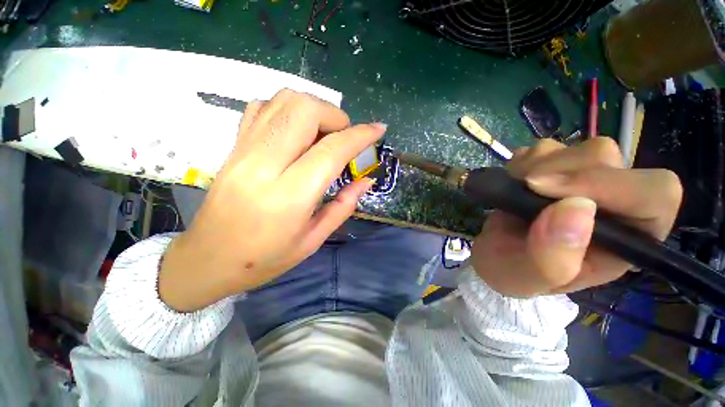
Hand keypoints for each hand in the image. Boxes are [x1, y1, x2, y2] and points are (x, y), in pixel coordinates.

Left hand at [159, 89, 384, 311]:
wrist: (207, 260)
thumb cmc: (264, 259)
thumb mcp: (313, 240)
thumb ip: (344, 206)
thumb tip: (366, 180)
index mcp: (289, 196)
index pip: (331, 150)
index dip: (360, 136)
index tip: (378, 129)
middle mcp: (264, 165)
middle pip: (304, 110)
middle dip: (335, 116)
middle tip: (343, 136)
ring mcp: (243, 151)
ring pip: (283, 101)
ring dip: (313, 110)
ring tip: (322, 134)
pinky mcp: (233, 147)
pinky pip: (262, 108)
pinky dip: (287, 110)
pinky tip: (296, 133)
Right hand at [470, 137, 682, 297]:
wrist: (495, 257)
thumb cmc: (515, 273)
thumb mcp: (527, 277)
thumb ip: (553, 257)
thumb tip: (576, 208)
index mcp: (626, 239)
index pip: (654, 194)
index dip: (609, 184)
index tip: (544, 190)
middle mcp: (615, 204)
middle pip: (610, 159)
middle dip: (558, 171)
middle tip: (523, 189)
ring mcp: (586, 181)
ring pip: (580, 147)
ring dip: (538, 164)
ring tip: (516, 190)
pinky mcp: (557, 168)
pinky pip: (547, 146)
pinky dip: (523, 160)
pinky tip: (513, 181)